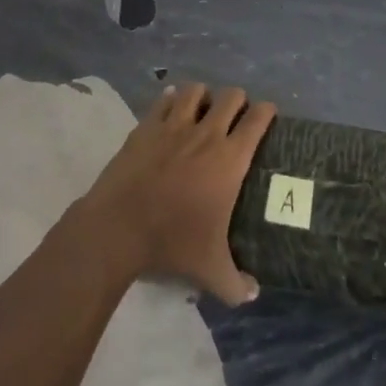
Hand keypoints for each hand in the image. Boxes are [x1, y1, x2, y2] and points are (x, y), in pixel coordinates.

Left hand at [74, 83, 275, 305]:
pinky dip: (172, 100)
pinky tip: (173, 109)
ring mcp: (174, 126)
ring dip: (204, 96)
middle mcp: (207, 134)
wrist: (118, 228)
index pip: (258, 119)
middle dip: (238, 100)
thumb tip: (254, 294)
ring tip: (203, 110)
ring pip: (197, 91)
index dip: (267, 112)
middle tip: (235, 116)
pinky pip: (165, 99)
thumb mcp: (209, 269)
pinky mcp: (147, 126)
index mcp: (229, 159)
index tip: (268, 116)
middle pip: (231, 96)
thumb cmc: (171, 242)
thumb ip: (236, 283)